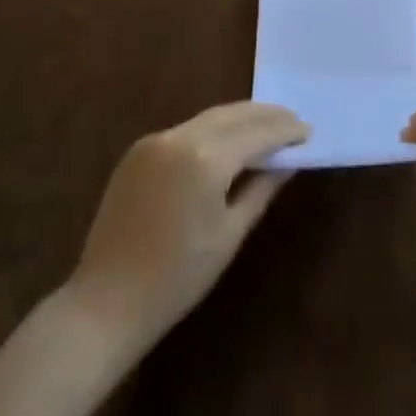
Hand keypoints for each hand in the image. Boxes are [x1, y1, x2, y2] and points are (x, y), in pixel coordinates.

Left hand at [65, 101, 308, 357]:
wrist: (107, 300)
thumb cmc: (178, 277)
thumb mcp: (230, 234)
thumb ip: (261, 189)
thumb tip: (288, 162)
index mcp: (205, 158)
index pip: (256, 133)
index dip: (285, 131)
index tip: (308, 131)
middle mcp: (179, 137)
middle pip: (232, 114)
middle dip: (265, 115)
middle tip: (293, 120)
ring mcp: (154, 141)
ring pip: (208, 118)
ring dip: (239, 118)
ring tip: (266, 126)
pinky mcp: (138, 151)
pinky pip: (185, 130)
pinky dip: (212, 130)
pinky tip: (227, 141)